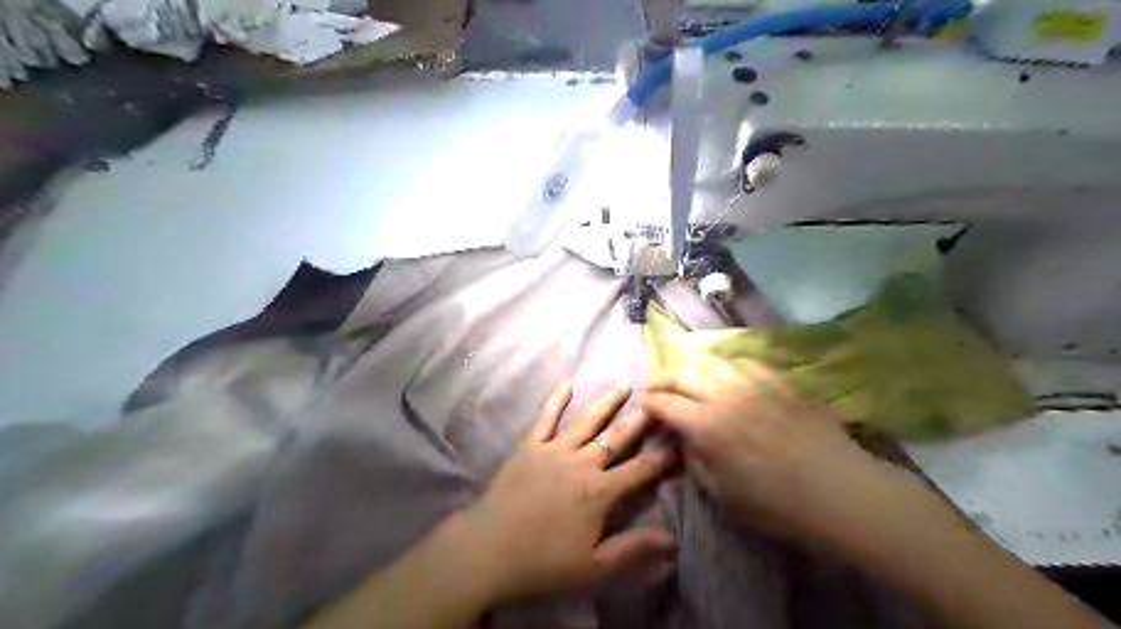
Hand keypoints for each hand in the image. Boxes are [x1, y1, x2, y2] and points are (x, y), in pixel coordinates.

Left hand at [455, 380, 673, 601]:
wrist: (488, 550)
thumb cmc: (543, 562)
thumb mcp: (594, 567)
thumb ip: (634, 549)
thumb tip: (672, 539)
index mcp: (601, 492)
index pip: (641, 470)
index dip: (664, 457)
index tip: (682, 442)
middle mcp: (582, 463)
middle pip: (618, 437)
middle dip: (642, 419)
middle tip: (659, 401)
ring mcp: (554, 450)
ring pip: (588, 421)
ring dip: (607, 402)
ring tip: (625, 384)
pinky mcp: (530, 446)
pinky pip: (545, 418)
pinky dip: (556, 399)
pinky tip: (566, 383)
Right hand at [643, 360, 905, 546]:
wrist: (839, 491)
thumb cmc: (776, 504)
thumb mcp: (722, 493)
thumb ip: (695, 460)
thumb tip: (683, 439)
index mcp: (706, 425)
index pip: (665, 403)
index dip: (649, 403)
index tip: (643, 405)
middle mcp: (724, 395)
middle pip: (682, 374)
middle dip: (661, 377)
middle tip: (653, 384)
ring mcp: (753, 384)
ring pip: (712, 361)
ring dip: (691, 366)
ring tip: (686, 374)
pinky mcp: (779, 381)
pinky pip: (746, 362)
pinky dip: (727, 365)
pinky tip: (727, 371)